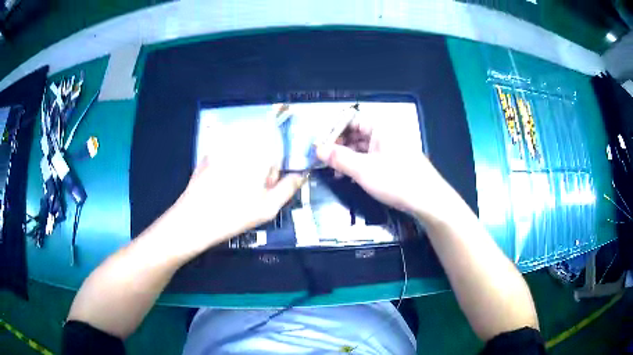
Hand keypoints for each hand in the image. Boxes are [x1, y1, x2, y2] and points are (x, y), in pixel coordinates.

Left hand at [166, 123, 304, 253]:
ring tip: (237, 190)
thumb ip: (289, 188)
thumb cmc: (234, 215)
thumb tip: (301, 175)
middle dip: (261, 167)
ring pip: (243, 152)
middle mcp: (240, 144)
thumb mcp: (268, 207)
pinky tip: (223, 187)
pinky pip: (226, 156)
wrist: (193, 220)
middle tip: (252, 192)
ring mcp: (221, 148)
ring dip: (246, 166)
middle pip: (260, 148)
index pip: (278, 150)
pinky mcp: (207, 156)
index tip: (267, 188)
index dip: (275, 171)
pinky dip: (230, 167)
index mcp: (258, 153)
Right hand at [315, 116, 457, 222]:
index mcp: (380, 126)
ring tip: (335, 171)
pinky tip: (350, 176)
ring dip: (347, 157)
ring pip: (362, 146)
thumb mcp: (363, 170)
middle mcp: (385, 132)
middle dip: (338, 145)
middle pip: (355, 132)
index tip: (319, 146)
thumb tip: (317, 149)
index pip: (349, 119)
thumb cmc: (397, 181)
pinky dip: (359, 164)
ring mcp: (391, 146)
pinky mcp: (394, 160)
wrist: (429, 200)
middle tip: (323, 160)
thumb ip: (339, 158)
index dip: (332, 131)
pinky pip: (371, 157)